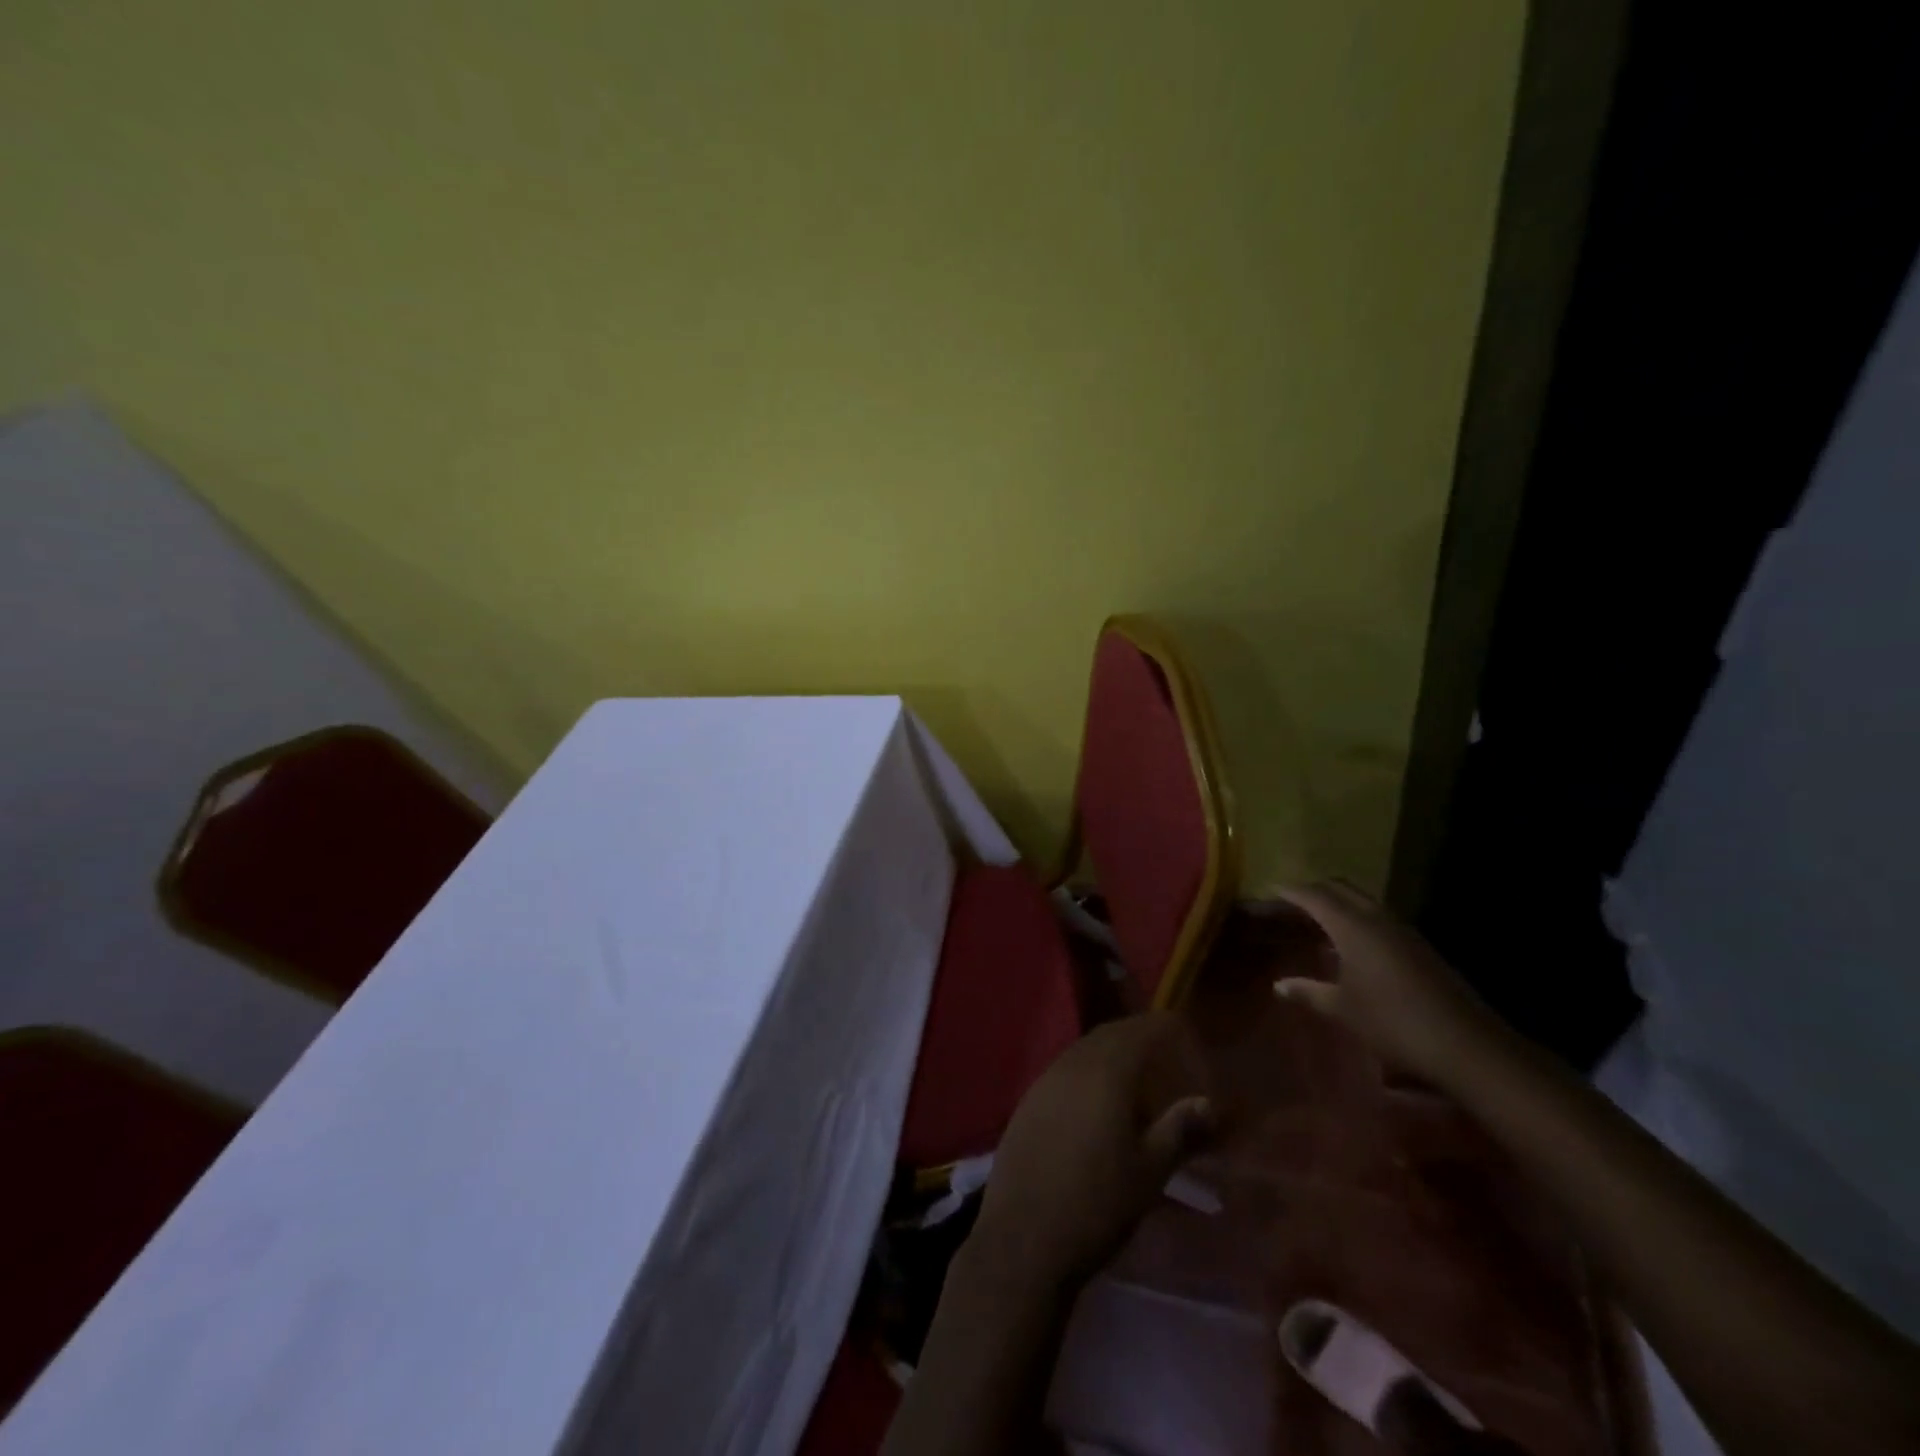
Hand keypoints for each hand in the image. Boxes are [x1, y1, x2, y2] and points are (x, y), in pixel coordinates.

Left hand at [969, 1012, 1214, 1292]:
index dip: (1167, 1029)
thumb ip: (1181, 1130)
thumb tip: (1209, 1102)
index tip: (1188, 1037)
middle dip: (1140, 1037)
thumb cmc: (1097, 1204)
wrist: (1024, 1237)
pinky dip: (1088, 1071)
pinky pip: (1065, 1070)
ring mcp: (1044, 1080)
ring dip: (1112, 1053)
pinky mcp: (1028, 1102)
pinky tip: (1097, 1101)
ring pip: (1085, 1050)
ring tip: (1137, 1078)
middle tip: (1167, 1055)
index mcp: (1107, 1071)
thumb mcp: (1150, 1171)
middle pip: (1111, 1034)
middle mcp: (1072, 1063)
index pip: (1142, 1030)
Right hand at [1274, 881, 1507, 1084]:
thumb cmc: (1392, 1021)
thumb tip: (1279, 985)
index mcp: (1353, 926)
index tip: (1273, 888)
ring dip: (1341, 903)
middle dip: (1317, 889)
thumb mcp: (1343, 1009)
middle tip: (1294, 899)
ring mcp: (1404, 931)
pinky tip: (1354, 944)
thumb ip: (1309, 992)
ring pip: (1365, 902)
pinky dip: (1360, 919)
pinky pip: (1381, 919)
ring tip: (1321, 919)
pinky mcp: (1421, 948)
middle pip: (1342, 889)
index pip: (1315, 896)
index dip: (1292, 891)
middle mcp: (1378, 919)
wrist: (1465, 1044)